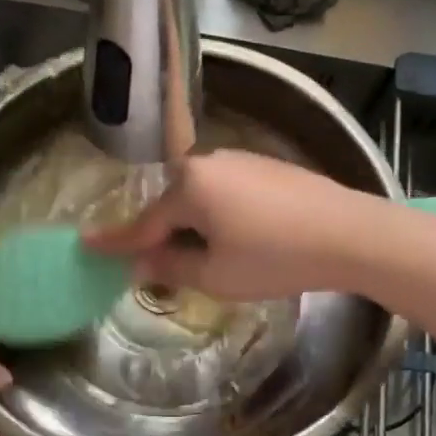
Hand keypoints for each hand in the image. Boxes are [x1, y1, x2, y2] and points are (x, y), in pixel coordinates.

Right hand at [84, 150, 382, 301]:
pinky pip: (227, 192)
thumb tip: (140, 261)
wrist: (350, 233)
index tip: (85, 244)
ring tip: (208, 259)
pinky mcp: (266, 165)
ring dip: (195, 226)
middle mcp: (208, 163)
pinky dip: (221, 214)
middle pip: (172, 206)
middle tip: (159, 267)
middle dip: (164, 236)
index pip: (143, 223)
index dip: (115, 241)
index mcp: (189, 186)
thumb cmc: (276, 258)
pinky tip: (242, 238)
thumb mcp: (216, 275)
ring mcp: (240, 160)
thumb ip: (170, 266)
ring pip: (200, 198)